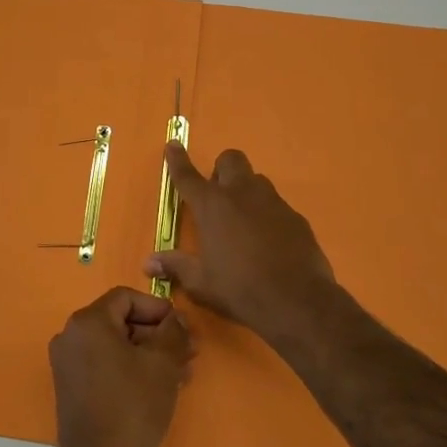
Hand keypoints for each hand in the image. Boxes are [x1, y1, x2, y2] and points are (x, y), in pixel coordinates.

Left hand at [49, 286, 192, 446]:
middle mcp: (70, 336)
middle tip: (188, 352)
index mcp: (87, 322)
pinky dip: (130, 369)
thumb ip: (172, 331)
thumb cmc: (133, 407)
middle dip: (156, 334)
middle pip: (120, 321)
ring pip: (115, 346)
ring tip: (181, 373)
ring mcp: (67, 364)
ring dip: (148, 354)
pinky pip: (104, 365)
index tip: (182, 328)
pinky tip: (158, 387)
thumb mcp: (163, 363)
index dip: (158, 308)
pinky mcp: (71, 388)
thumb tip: (175, 319)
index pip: (126, 298)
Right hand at [145, 143, 339, 341]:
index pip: (188, 176)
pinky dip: (268, 215)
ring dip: (246, 191)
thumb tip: (149, 263)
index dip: (178, 160)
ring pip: (256, 180)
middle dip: (221, 170)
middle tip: (217, 196)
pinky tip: (269, 241)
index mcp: (211, 206)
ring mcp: (273, 202)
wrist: (297, 301)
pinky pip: (277, 205)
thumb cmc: (239, 289)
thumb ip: (176, 267)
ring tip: (243, 221)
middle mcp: (241, 194)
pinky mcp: (296, 217)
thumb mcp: (201, 283)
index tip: (173, 145)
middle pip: (230, 159)